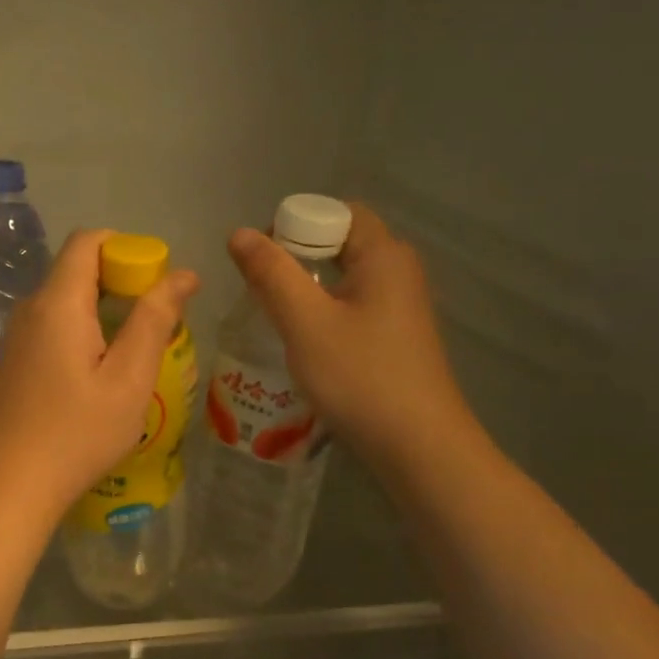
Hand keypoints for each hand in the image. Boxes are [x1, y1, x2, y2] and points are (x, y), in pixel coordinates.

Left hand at [0, 229, 198, 522]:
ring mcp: (17, 335)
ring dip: (104, 310)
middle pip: (77, 268)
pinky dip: (83, 331)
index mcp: (58, 302)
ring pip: (66, 300)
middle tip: (156, 323)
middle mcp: (30, 308)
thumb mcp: (129, 378)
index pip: (88, 241)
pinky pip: (53, 325)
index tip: (156, 283)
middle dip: (121, 281)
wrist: (11, 485)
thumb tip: (183, 274)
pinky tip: (101, 373)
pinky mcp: (14, 360)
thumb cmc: (77, 433)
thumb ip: (154, 319)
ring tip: (134, 351)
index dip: (127, 248)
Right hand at [227, 202, 471, 471]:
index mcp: (384, 256)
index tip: (262, 258)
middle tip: (260, 287)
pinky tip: (304, 343)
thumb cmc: (361, 377)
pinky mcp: (396, 337)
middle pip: (341, 242)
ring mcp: (401, 307)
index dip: (295, 223)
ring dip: (307, 288)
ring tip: (274, 315)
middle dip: (296, 257)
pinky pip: (353, 306)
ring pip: (344, 278)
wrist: (419, 447)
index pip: (337, 212)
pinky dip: (324, 312)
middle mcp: (398, 272)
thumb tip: (240, 234)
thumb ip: (272, 275)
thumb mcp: (306, 323)